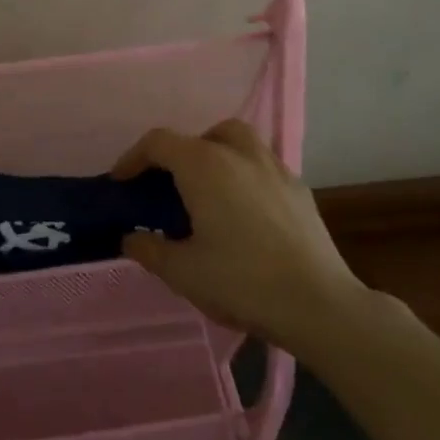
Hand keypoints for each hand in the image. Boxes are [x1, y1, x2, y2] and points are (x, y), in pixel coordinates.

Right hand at [113, 120, 361, 341]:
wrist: (318, 304)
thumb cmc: (241, 281)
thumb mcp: (181, 272)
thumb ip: (148, 250)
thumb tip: (131, 238)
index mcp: (204, 166)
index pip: (159, 143)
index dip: (133, 158)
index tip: (121, 181)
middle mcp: (239, 155)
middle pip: (203, 134)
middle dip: (180, 152)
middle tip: (170, 185)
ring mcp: (275, 169)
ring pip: (239, 141)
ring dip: (217, 155)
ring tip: (208, 192)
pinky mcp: (300, 190)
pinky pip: (263, 166)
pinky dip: (245, 176)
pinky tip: (244, 212)